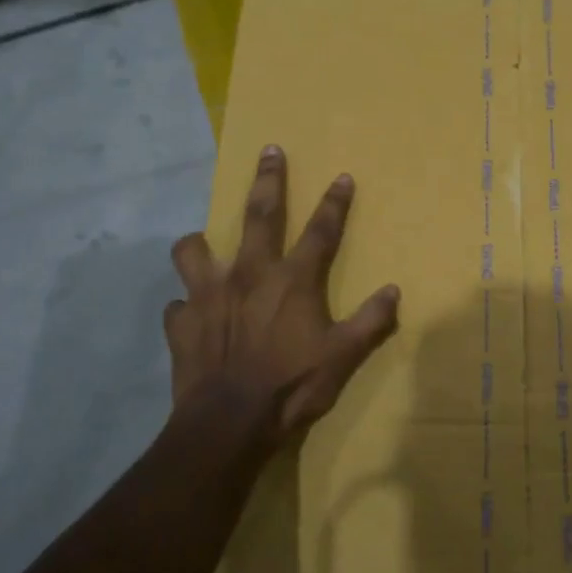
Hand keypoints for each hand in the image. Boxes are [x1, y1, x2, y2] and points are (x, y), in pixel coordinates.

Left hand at [167, 146, 400, 444]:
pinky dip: (184, 306)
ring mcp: (209, 295)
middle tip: (269, 150)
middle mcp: (249, 274)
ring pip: (194, 250)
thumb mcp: (343, 357)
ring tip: (202, 244)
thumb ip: (370, 321)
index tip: (342, 176)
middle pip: (259, 215)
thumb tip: (394, 291)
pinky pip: (177, 305)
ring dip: (199, 243)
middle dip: (268, 180)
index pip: (321, 230)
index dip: (335, 203)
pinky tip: (190, 315)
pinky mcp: (181, 322)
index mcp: (293, 280)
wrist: (229, 422)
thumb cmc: (291, 385)